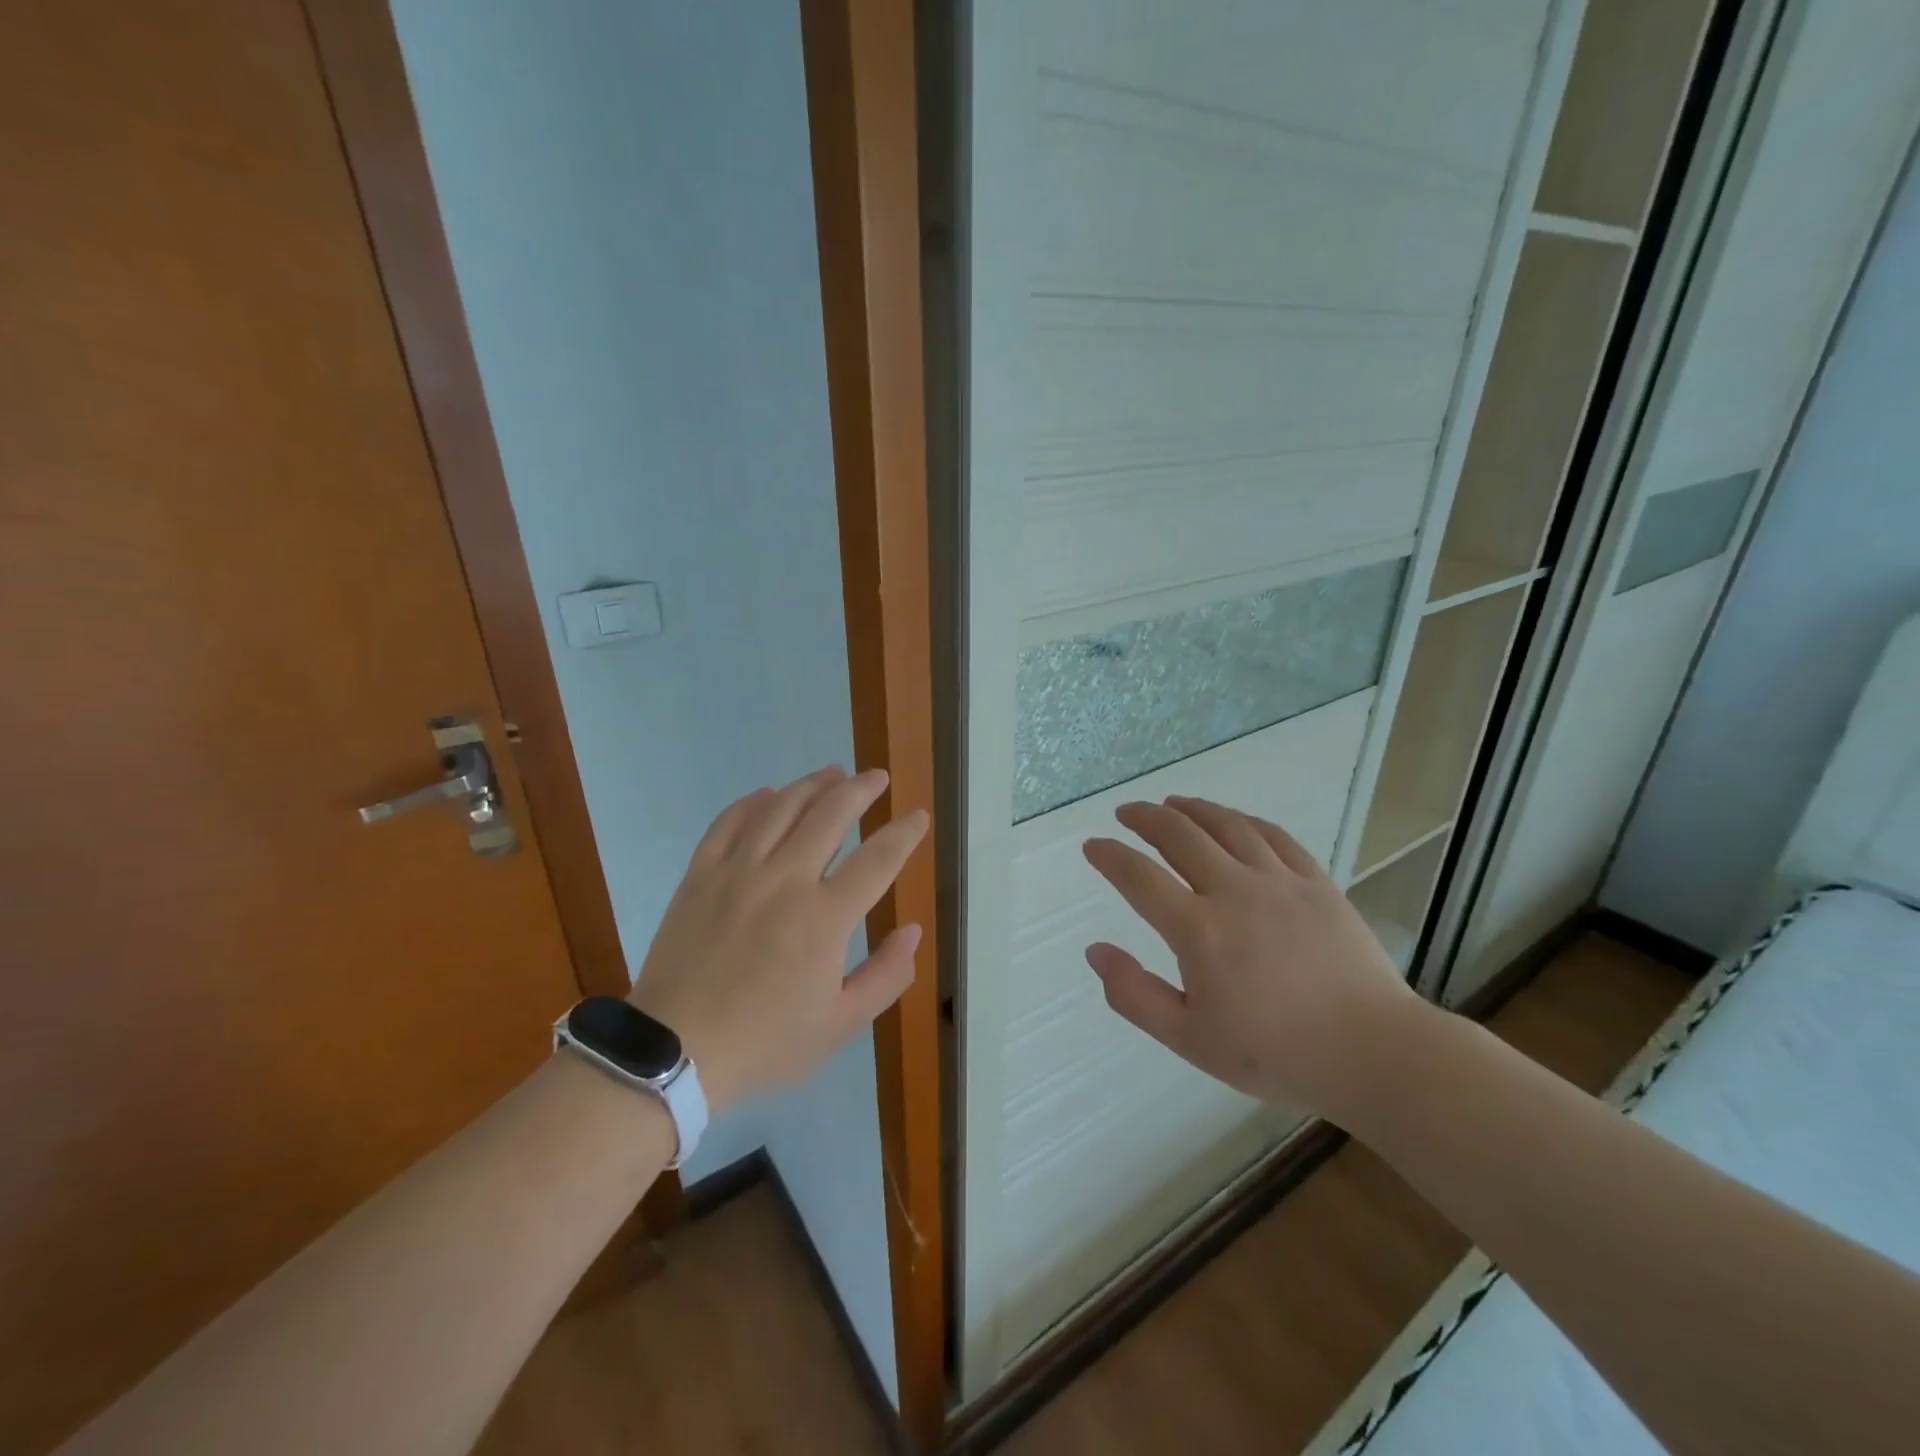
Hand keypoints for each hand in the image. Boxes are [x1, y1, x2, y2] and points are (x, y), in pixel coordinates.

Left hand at [629, 765, 927, 1111]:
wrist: (674, 1051)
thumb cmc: (764, 1042)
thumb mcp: (839, 1025)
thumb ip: (885, 976)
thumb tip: (912, 931)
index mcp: (824, 917)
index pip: (877, 859)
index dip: (904, 833)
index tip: (918, 817)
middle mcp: (785, 880)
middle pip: (830, 815)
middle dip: (861, 789)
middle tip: (876, 778)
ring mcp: (738, 872)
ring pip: (781, 808)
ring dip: (812, 784)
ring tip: (833, 773)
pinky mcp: (701, 874)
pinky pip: (729, 822)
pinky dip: (752, 802)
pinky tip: (768, 794)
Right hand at [1082, 795, 1425, 1121]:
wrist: (1370, 1052)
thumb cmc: (1274, 1053)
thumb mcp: (1189, 1039)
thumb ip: (1134, 995)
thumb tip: (1096, 951)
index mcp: (1198, 930)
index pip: (1139, 877)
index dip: (1109, 856)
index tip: (1093, 846)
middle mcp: (1234, 891)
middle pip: (1179, 835)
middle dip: (1145, 818)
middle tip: (1126, 812)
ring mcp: (1279, 882)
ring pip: (1226, 826)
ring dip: (1192, 809)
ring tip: (1172, 802)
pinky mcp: (1316, 882)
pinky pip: (1274, 836)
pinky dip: (1244, 821)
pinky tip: (1233, 820)